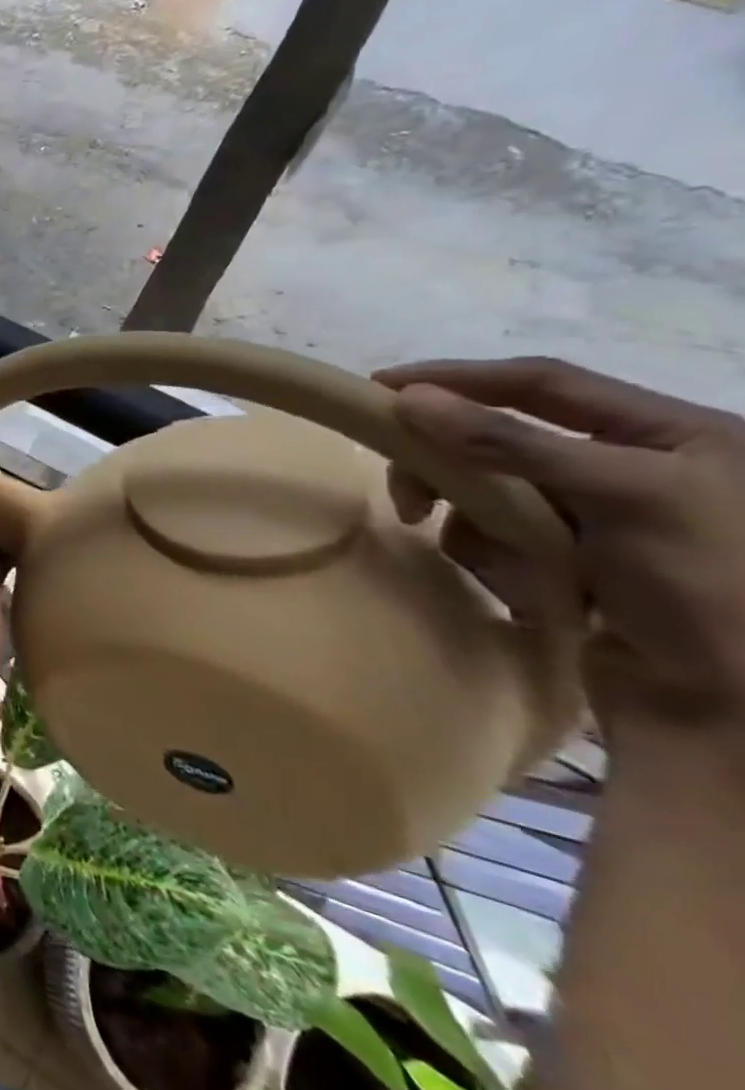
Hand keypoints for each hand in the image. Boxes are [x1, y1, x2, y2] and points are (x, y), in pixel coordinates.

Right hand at [374, 357, 744, 742]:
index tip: (380, 387)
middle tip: (407, 496)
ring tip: (497, 565)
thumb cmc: (709, 587)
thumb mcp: (622, 497)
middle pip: (502, 441)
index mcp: (669, 433)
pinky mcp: (569, 563)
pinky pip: (499, 540)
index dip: (457, 377)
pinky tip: (536, 594)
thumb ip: (511, 442)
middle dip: (451, 468)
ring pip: (491, 494)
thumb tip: (407, 398)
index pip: (540, 382)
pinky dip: (497, 561)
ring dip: (477, 525)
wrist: (735, 712)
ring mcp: (597, 519)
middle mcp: (630, 467)